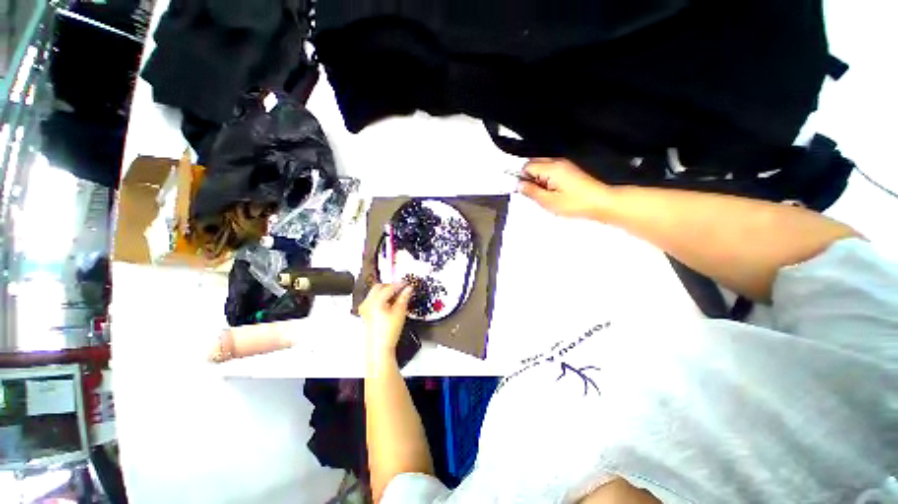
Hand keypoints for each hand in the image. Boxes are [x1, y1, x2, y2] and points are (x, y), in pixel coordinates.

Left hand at [359, 282, 413, 360]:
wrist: (379, 348)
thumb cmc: (389, 332)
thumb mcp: (400, 312)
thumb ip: (404, 297)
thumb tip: (408, 288)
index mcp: (375, 301)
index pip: (389, 287)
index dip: (400, 284)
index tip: (407, 283)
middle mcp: (368, 302)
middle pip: (379, 287)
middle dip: (391, 286)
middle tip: (402, 289)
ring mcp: (365, 308)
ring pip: (375, 293)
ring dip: (386, 292)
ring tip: (397, 296)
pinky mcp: (365, 313)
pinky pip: (372, 300)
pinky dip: (381, 298)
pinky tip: (389, 304)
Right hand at [518, 158, 614, 219]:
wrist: (601, 203)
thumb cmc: (576, 203)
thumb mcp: (548, 201)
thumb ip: (531, 192)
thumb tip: (520, 185)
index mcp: (551, 168)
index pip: (527, 166)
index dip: (522, 178)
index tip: (525, 191)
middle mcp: (558, 162)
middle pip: (534, 163)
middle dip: (530, 177)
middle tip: (535, 193)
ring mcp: (565, 165)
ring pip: (543, 167)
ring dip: (539, 179)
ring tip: (546, 194)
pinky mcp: (570, 170)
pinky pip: (552, 170)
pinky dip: (548, 179)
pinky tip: (554, 192)